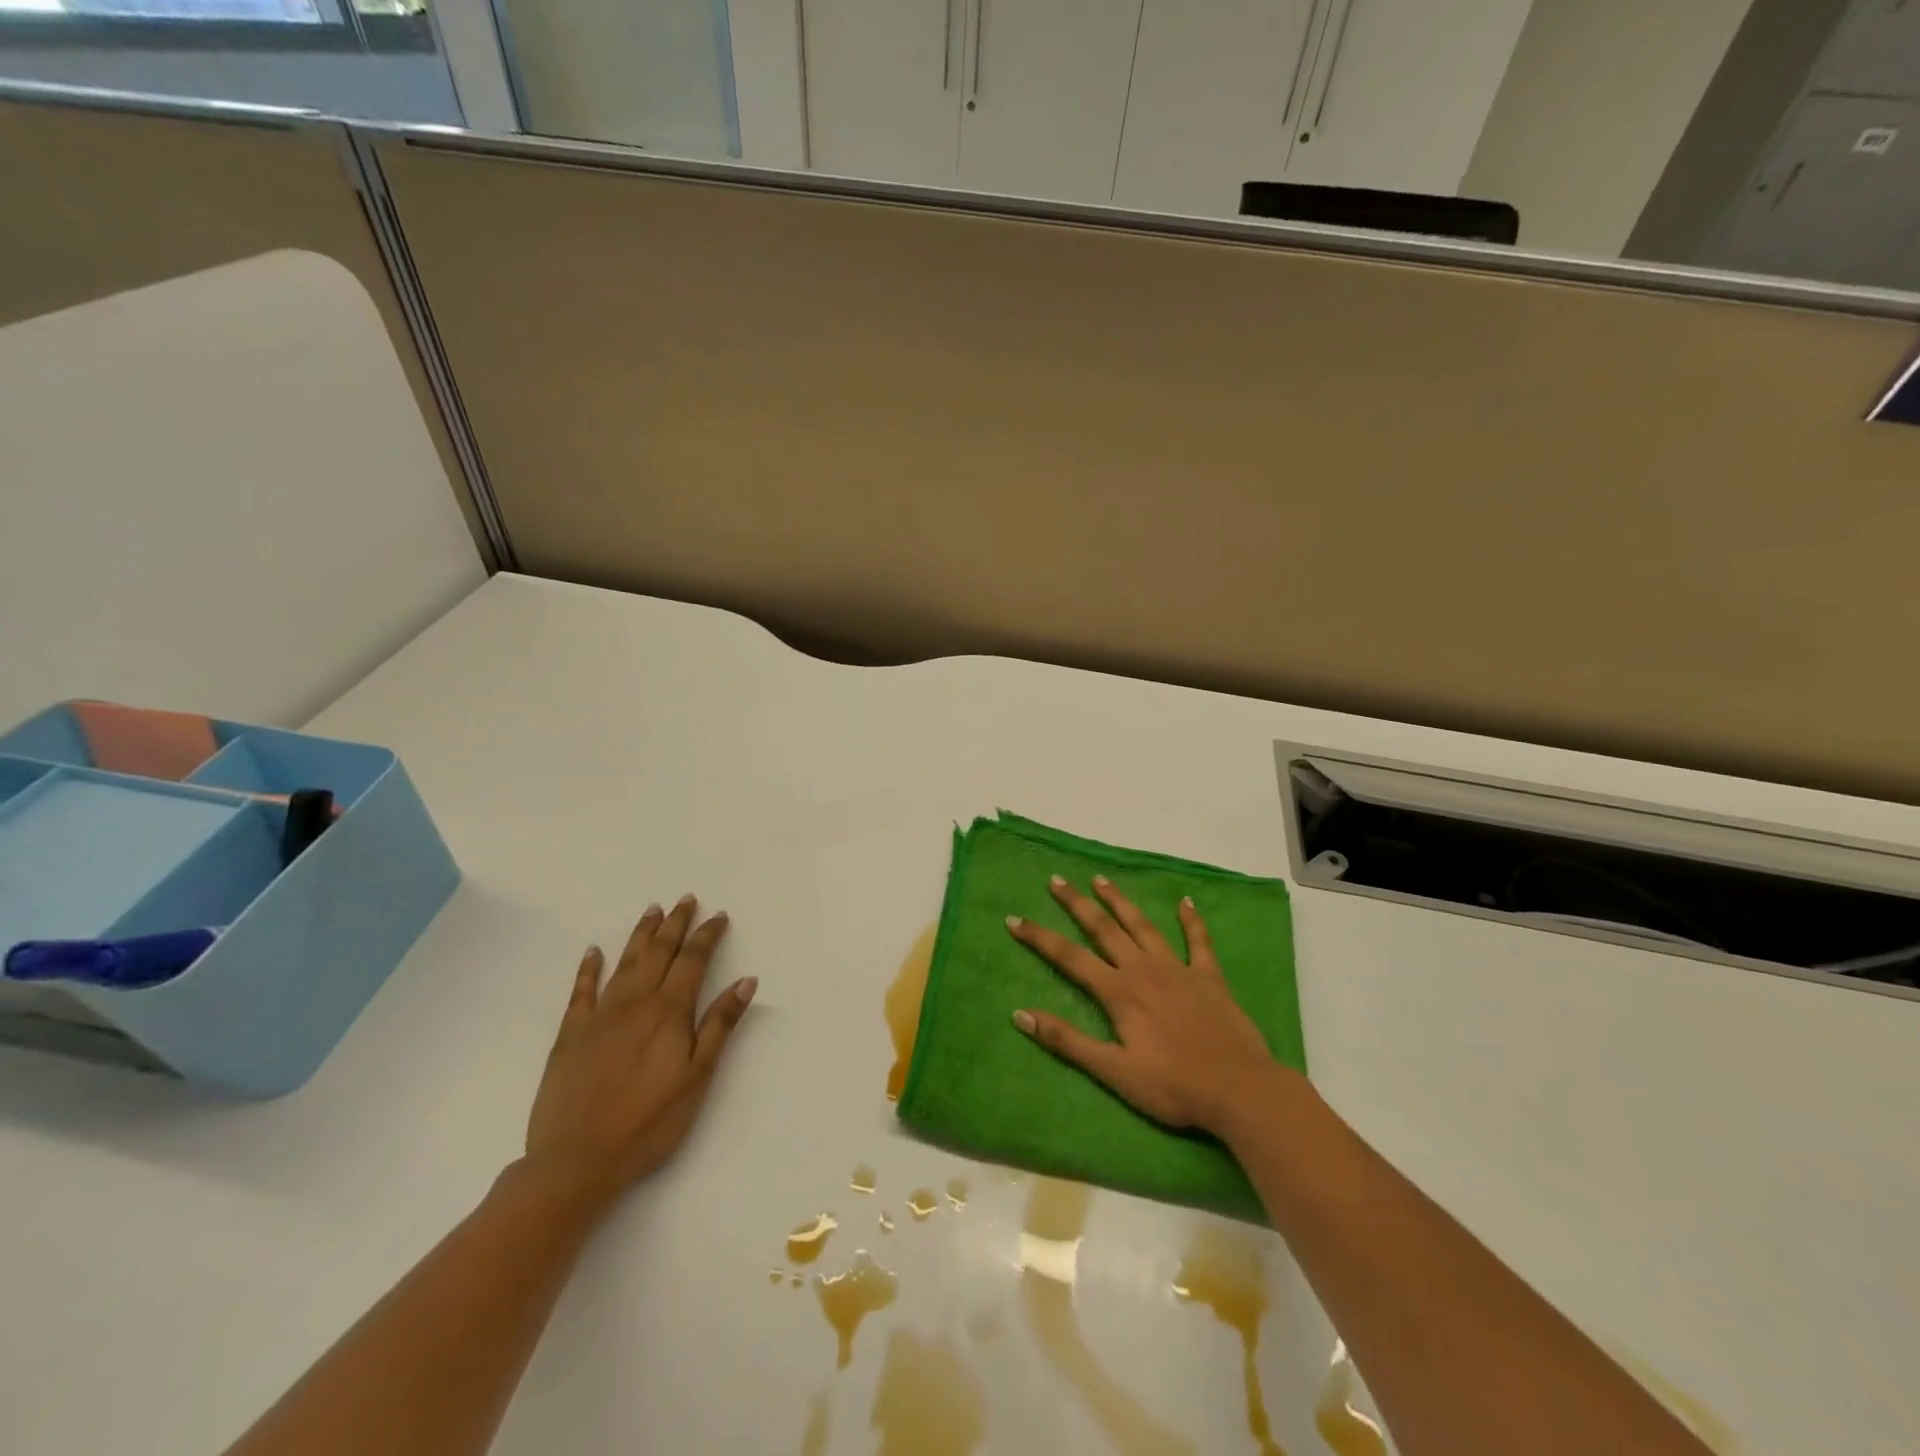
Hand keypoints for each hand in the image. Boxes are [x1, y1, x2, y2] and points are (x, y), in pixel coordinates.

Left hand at [524, 895, 756, 1209]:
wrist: (577, 1159)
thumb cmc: (649, 1122)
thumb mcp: (698, 1076)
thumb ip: (719, 1025)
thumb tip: (746, 981)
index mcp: (669, 1011)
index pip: (693, 961)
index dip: (707, 936)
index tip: (718, 916)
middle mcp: (635, 1002)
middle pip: (659, 952)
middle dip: (675, 924)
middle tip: (686, 899)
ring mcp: (599, 1016)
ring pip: (624, 963)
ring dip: (641, 935)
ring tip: (652, 911)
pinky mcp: (570, 1034)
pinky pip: (581, 991)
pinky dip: (588, 968)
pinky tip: (593, 952)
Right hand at [1008, 875, 1283, 1136]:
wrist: (1240, 1090)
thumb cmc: (1173, 1086)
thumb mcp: (1113, 1072)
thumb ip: (1067, 1041)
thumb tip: (1020, 1015)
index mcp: (1119, 992)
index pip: (1069, 957)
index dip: (1040, 938)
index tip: (1015, 919)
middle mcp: (1144, 969)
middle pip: (1103, 929)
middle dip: (1077, 903)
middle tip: (1057, 880)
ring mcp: (1178, 969)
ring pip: (1143, 925)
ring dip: (1120, 901)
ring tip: (1101, 880)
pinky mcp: (1209, 977)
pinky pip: (1198, 941)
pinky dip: (1191, 919)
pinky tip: (1186, 901)